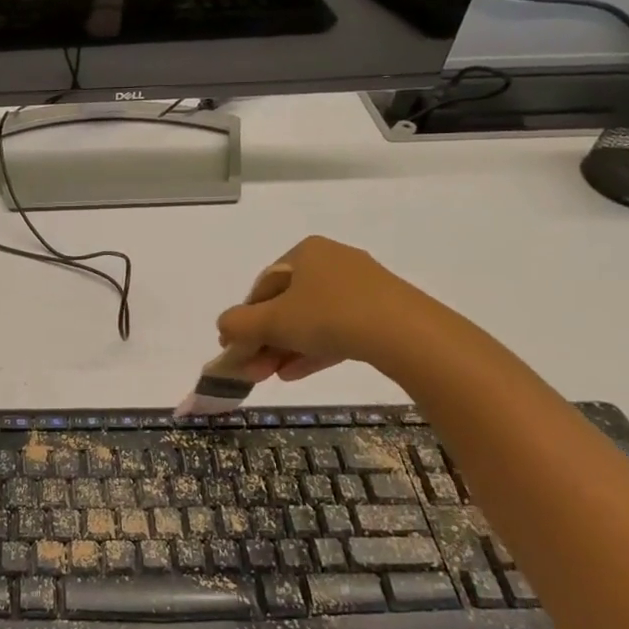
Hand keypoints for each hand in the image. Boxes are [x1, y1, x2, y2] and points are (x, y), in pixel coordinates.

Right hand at [214, 235, 441, 383]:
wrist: (404, 333)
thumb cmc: (328, 315)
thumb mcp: (273, 321)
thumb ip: (239, 324)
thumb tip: (223, 327)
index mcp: (304, 252)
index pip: (263, 287)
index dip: (245, 320)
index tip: (236, 348)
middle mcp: (332, 261)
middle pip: (286, 304)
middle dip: (265, 340)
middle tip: (253, 370)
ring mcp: (361, 286)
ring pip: (311, 319)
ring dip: (286, 349)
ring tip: (271, 377)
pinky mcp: (382, 310)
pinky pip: (338, 328)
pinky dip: (314, 350)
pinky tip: (296, 374)